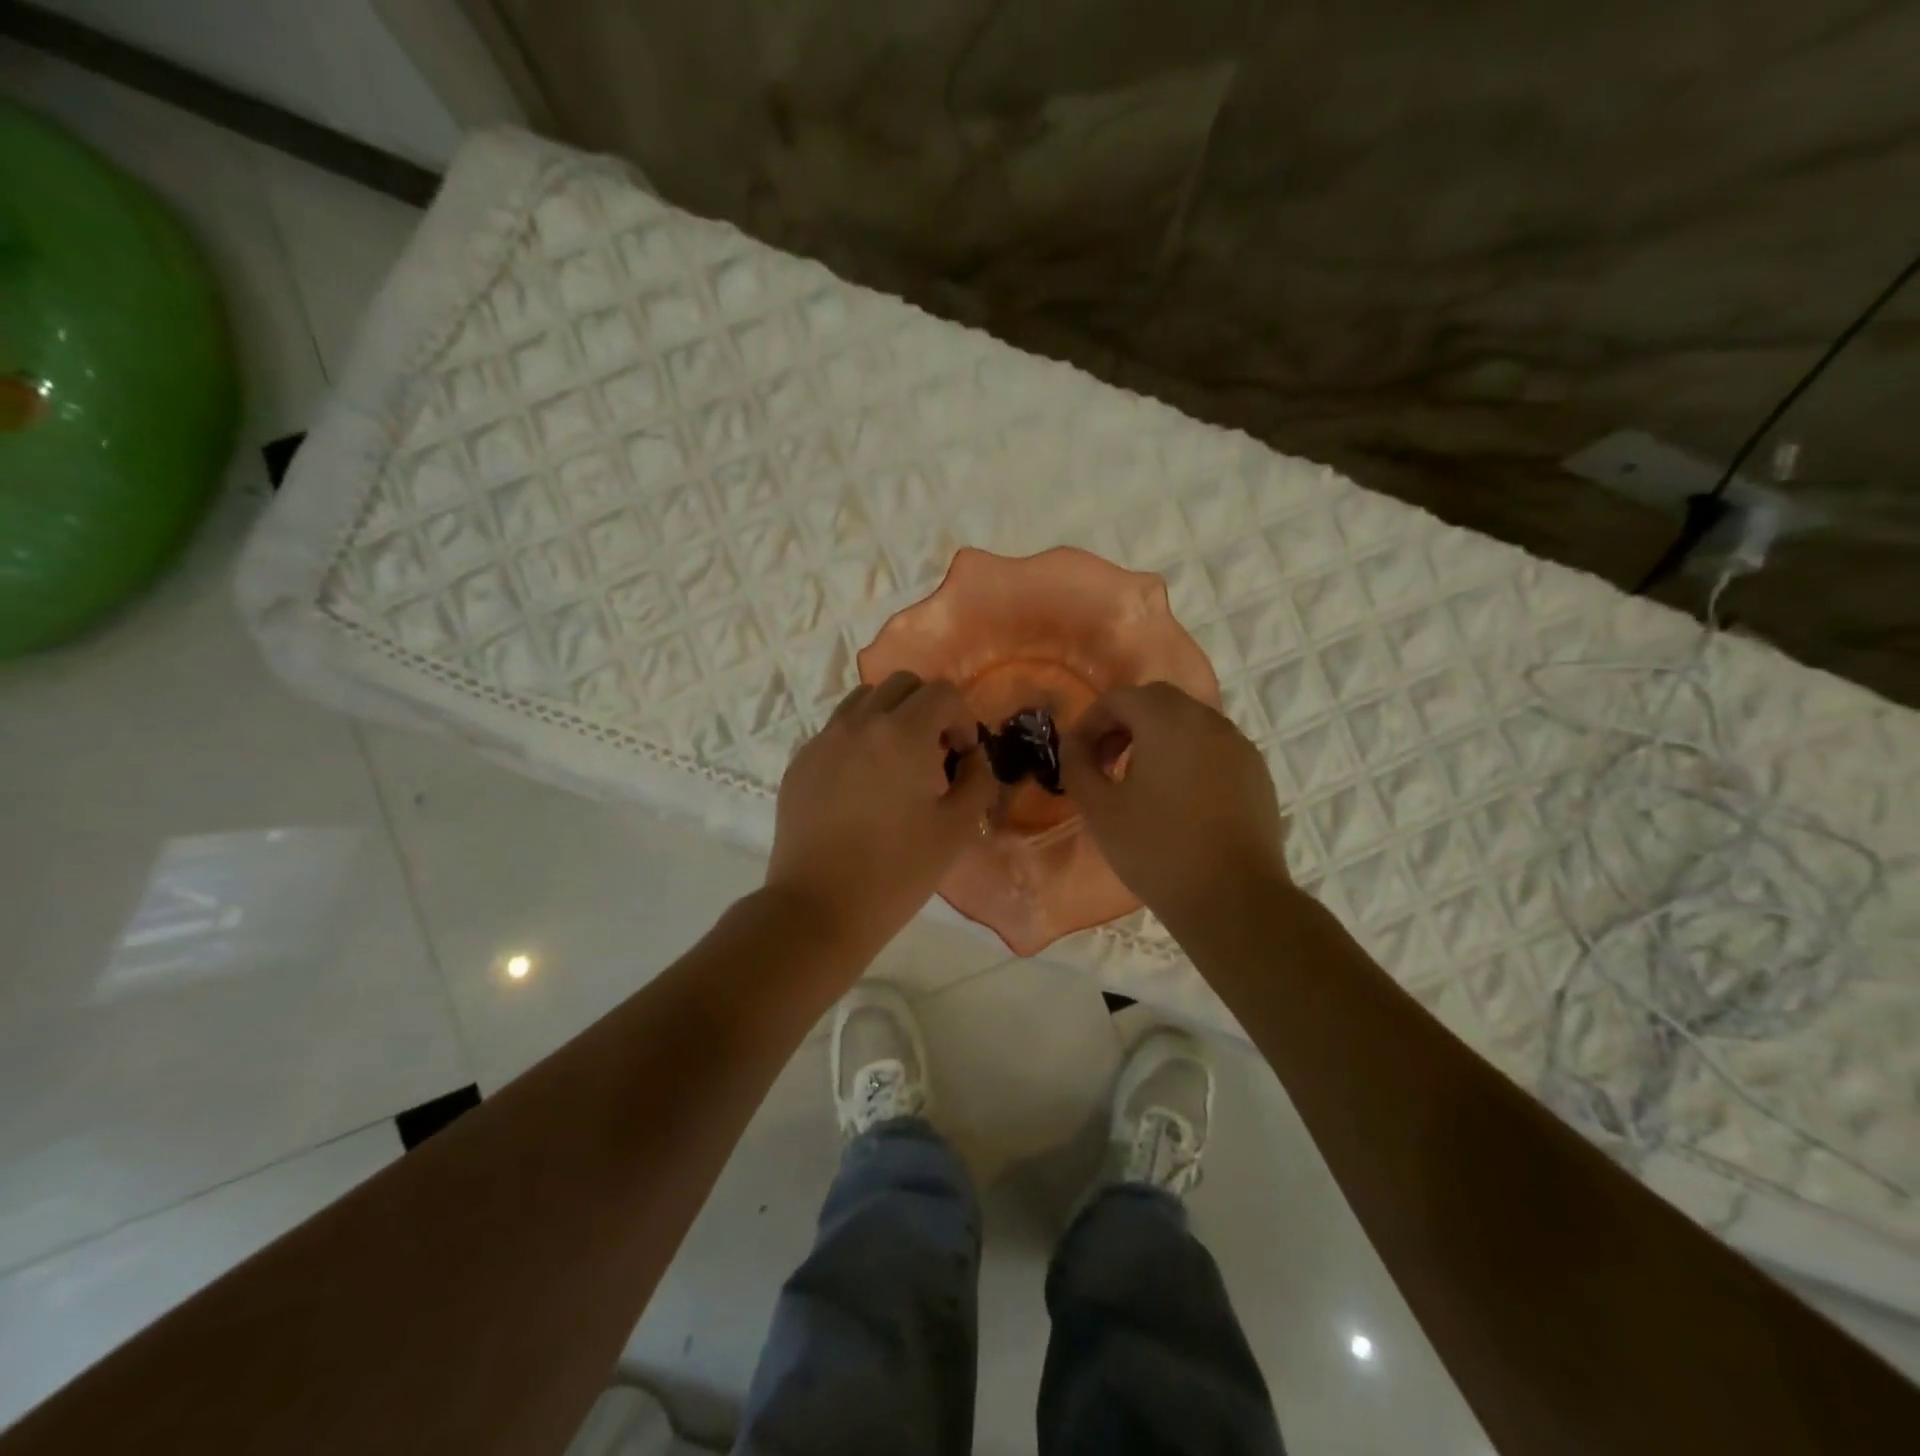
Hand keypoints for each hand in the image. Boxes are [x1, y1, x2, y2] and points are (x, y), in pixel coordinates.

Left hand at [767, 672, 996, 959]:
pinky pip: (836, 730)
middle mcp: (859, 723)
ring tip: (897, 761)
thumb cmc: (897, 871)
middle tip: (934, 752)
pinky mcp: (799, 762)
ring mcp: (823, 740)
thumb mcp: (958, 829)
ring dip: (890, 716)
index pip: (942, 693)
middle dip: (927, 707)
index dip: (962, 718)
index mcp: (902, 734)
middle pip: (901, 684)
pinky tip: (863, 784)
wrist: (819, 907)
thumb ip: (978, 781)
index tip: (962, 755)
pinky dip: (858, 738)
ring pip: (863, 700)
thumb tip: (972, 757)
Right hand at [1060, 682, 1288, 931]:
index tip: (1079, 756)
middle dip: (1124, 723)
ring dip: (1157, 737)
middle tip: (1106, 762)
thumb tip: (1073, 743)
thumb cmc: (1156, 849)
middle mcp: (1207, 720)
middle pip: (1157, 701)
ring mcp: (1238, 744)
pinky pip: (1213, 747)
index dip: (1091, 721)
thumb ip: (1077, 765)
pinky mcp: (1256, 772)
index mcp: (1167, 720)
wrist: (1233, 898)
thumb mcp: (1099, 809)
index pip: (1120, 698)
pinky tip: (1179, 798)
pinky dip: (1188, 755)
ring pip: (1188, 722)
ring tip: (1140, 781)